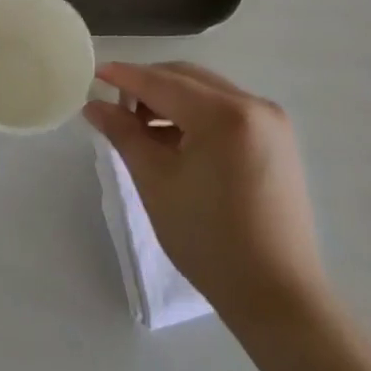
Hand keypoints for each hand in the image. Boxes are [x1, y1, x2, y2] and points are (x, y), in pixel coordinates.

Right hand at [85, 62, 327, 326]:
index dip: (124, 76)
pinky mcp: (277, 140)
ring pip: (207, 92)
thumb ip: (123, 133)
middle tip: (116, 109)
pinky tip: (175, 140)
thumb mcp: (155, 182)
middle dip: (148, 87)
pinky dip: (196, 115)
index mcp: (224, 114)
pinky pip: (227, 110)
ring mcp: (271, 122)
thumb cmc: (209, 239)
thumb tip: (94, 104)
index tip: (93, 73)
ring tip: (142, 129)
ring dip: (172, 100)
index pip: (162, 82)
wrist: (277, 296)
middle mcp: (253, 105)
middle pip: (187, 78)